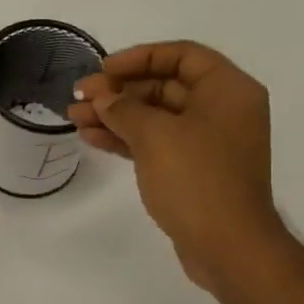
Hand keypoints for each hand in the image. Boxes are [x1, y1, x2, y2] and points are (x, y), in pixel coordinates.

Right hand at [66, 41, 286, 295]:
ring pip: (155, 118)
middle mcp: (222, 110)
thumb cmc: (197, 181)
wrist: (228, 248)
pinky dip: (127, 139)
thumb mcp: (155, 136)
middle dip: (119, 91)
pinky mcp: (194, 171)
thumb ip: (124, 109)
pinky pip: (157, 144)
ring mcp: (208, 143)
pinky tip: (93, 138)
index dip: (139, 57)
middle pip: (165, 86)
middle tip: (79, 97)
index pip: (182, 55)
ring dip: (115, 116)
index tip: (103, 69)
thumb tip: (102, 98)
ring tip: (74, 118)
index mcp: (228, 90)